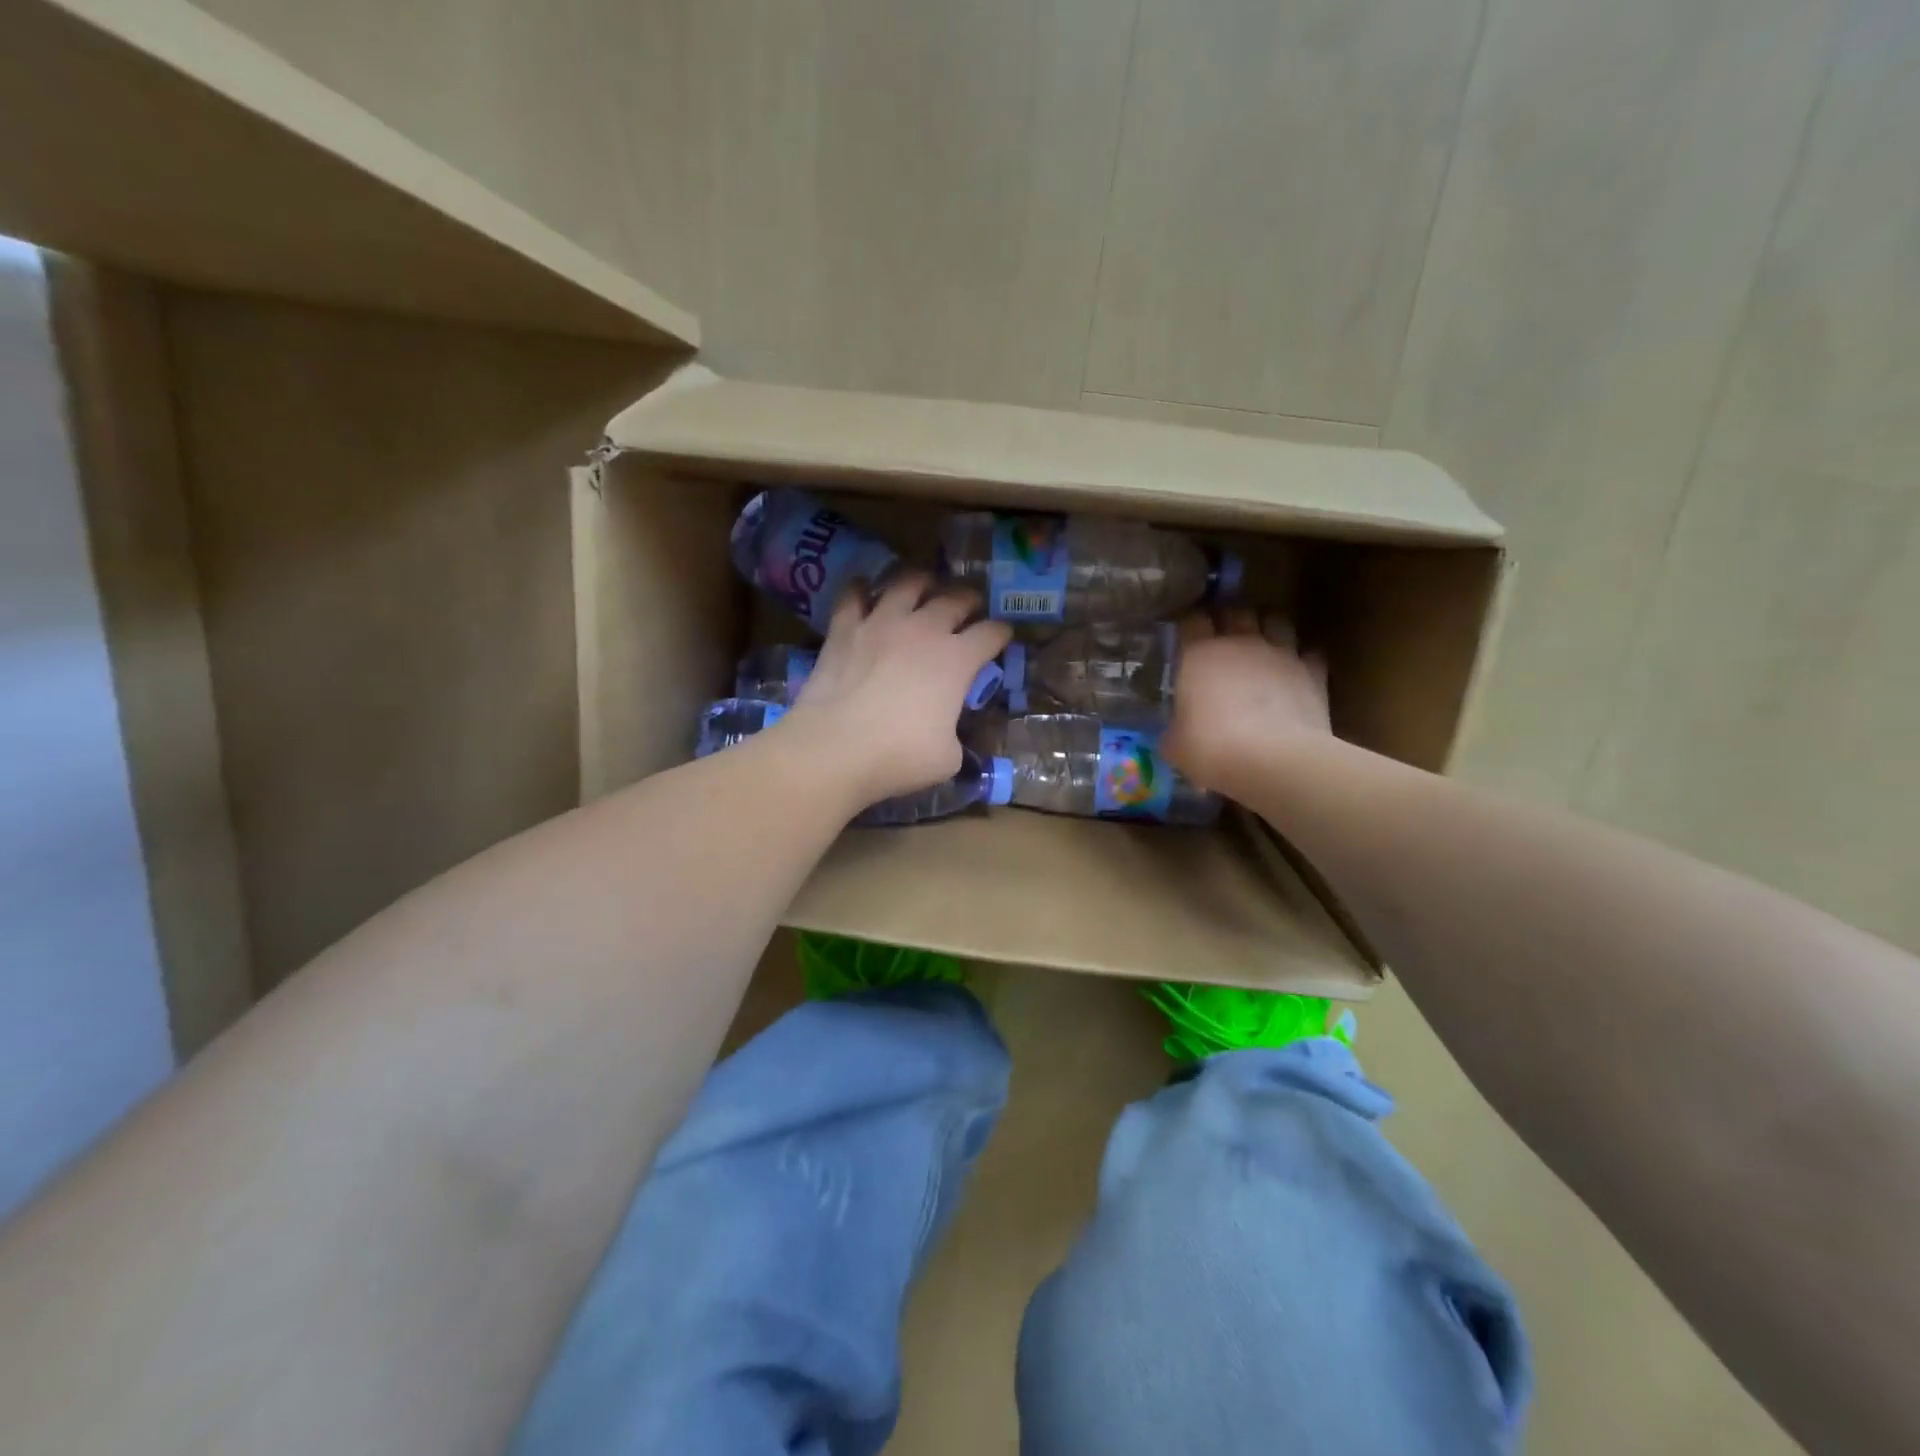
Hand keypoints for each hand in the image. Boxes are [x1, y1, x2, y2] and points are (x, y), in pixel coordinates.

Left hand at [775, 572, 1011, 808]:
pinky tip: (863, 589)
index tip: (1002, 636)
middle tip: (970, 605)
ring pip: (907, 584)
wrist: (836, 747)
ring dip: (921, 582)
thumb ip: (955, 734)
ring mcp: (882, 622)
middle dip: (969, 600)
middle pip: (955, 599)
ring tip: (924, 584)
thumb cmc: (899, 756)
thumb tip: (946, 731)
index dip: (1001, 633)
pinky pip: (853, 595)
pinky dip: (861, 589)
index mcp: (957, 660)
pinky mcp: (844, 628)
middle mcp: (924, 630)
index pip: (991, 633)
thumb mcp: (948, 757)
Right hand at [1160, 611, 1330, 790]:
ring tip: (1263, 643)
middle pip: (1236, 611)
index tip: (1186, 636)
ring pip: (1277, 620)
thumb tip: (1174, 735)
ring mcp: (1281, 653)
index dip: (1189, 625)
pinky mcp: (1313, 672)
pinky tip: (1296, 671)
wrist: (1273, 760)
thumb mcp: (1176, 745)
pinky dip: (1302, 658)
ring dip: (1269, 627)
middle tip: (1224, 637)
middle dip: (1230, 619)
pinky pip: (1309, 653)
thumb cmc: (1210, 748)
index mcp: (1199, 653)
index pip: (1192, 620)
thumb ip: (1174, 730)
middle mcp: (1241, 642)